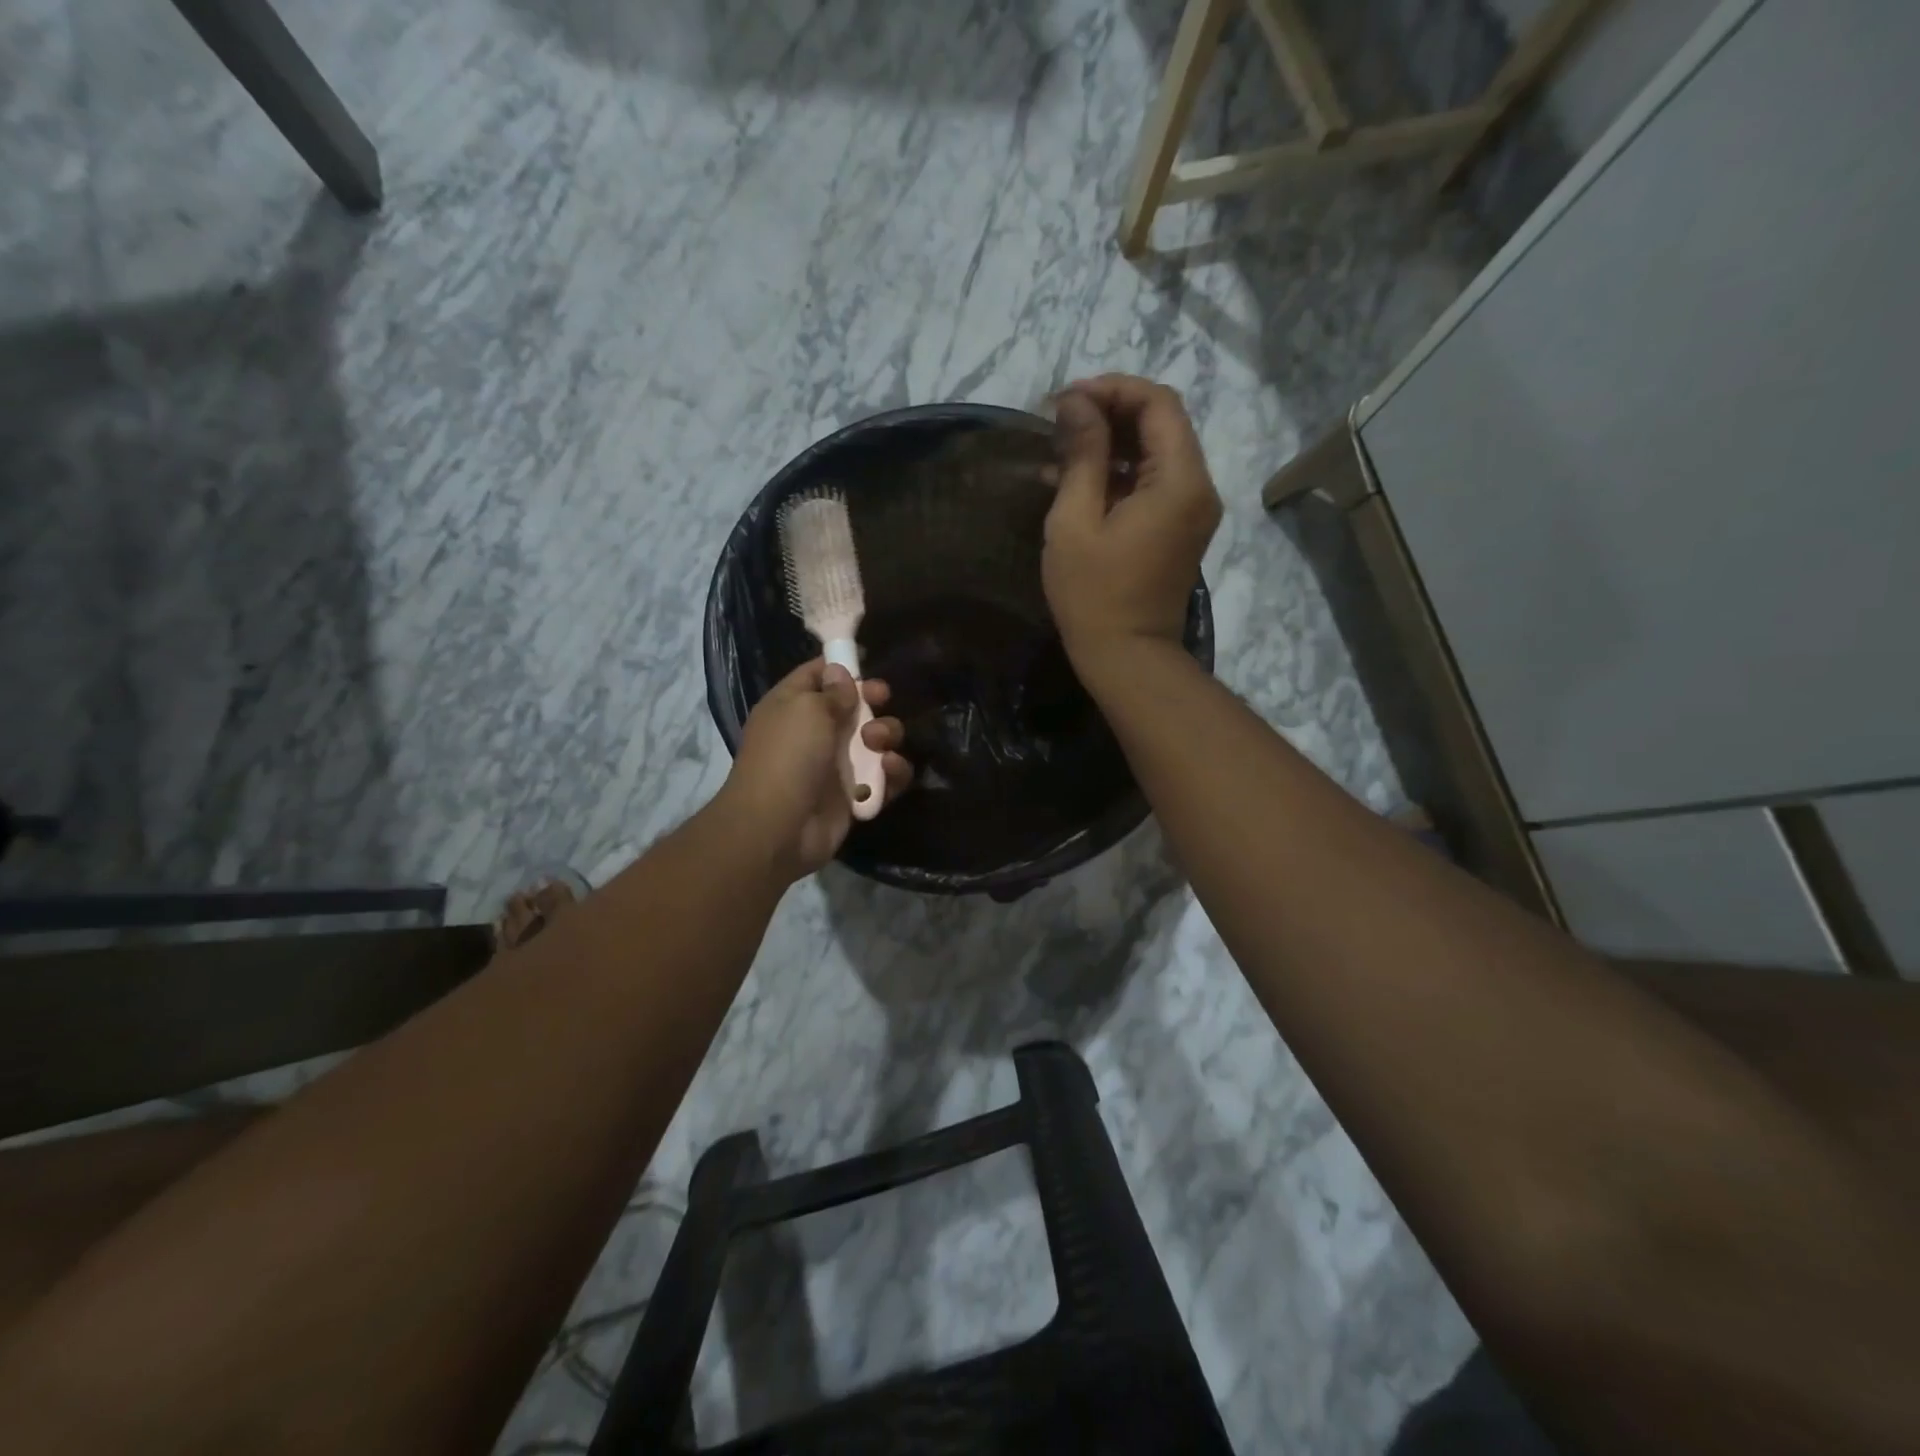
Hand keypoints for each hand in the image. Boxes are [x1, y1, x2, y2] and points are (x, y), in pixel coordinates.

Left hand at [718, 659, 913, 880]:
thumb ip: (832, 691)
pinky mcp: (855, 795)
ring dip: (886, 735)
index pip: (817, 676)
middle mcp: (814, 733)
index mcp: (792, 706)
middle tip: (882, 699)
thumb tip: (840, 673)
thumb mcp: (807, 710)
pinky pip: (884, 777)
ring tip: (878, 743)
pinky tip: (890, 769)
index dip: (842, 667)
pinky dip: (893, 772)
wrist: (778, 827)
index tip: (867, 665)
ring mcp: (835, 765)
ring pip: (875, 741)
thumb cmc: (788, 756)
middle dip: (873, 701)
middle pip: (854, 707)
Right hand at [1043, 375, 1221, 674]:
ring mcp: (1191, 509)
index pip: (1158, 403)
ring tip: (1058, 450)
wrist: (1127, 657)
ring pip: (1154, 452)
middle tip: (1058, 421)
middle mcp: (1198, 486)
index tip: (1065, 399)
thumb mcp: (1075, 521)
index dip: (1112, 389)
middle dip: (1109, 413)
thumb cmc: (1094, 594)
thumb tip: (1076, 402)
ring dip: (1109, 443)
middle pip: (1161, 423)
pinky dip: (1117, 473)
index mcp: (1180, 480)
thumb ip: (1081, 454)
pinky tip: (1073, 480)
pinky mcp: (1179, 528)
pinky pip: (1152, 483)